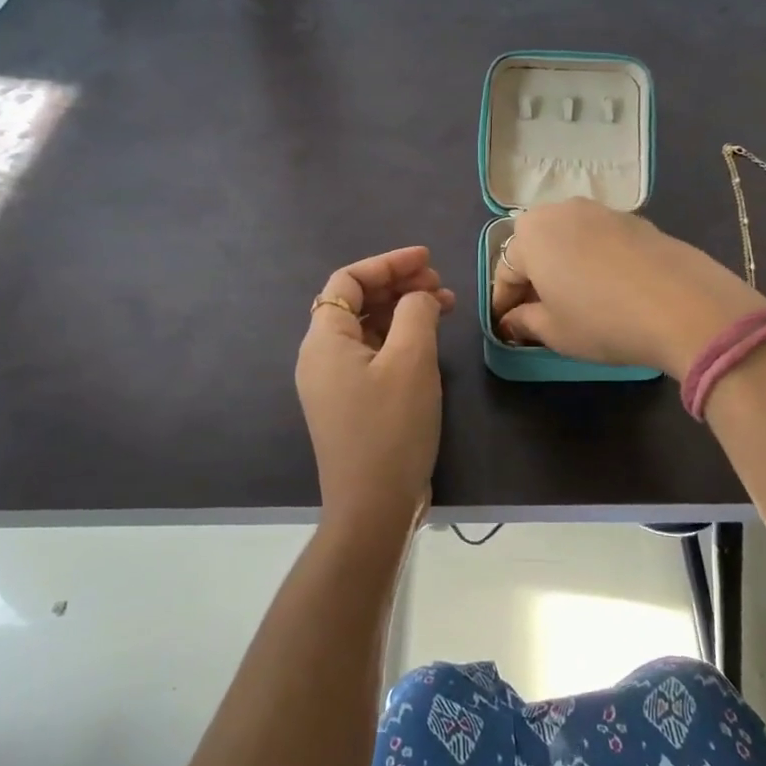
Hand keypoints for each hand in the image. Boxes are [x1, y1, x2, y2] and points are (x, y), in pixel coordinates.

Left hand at [297, 246, 455, 538]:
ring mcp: (334, 382)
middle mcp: (321, 356)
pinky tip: (429, 341)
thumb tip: (418, 296)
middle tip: (440, 284)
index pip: (348, 280)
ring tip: (445, 306)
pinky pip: (372, 355)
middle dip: (398, 285)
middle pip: (356, 302)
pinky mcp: (350, 403)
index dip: (388, 263)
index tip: (427, 259)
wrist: (373, 505)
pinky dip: (400, 340)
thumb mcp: (411, 361)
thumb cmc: (391, 427)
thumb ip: (416, 312)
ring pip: (368, 329)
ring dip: (403, 311)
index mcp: (325, 340)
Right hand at [491, 198, 764, 378]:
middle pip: (535, 248)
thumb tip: (512, 321)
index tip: (507, 330)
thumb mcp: (554, 331)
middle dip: (532, 280)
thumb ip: (524, 322)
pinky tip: (608, 290)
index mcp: (531, 233)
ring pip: (568, 240)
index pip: (505, 271)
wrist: (683, 305)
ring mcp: (602, 211)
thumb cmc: (602, 320)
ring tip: (573, 302)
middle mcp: (562, 210)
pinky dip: (593, 262)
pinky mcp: (636, 220)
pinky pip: (599, 241)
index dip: (503, 304)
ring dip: (563, 267)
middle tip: (538, 316)